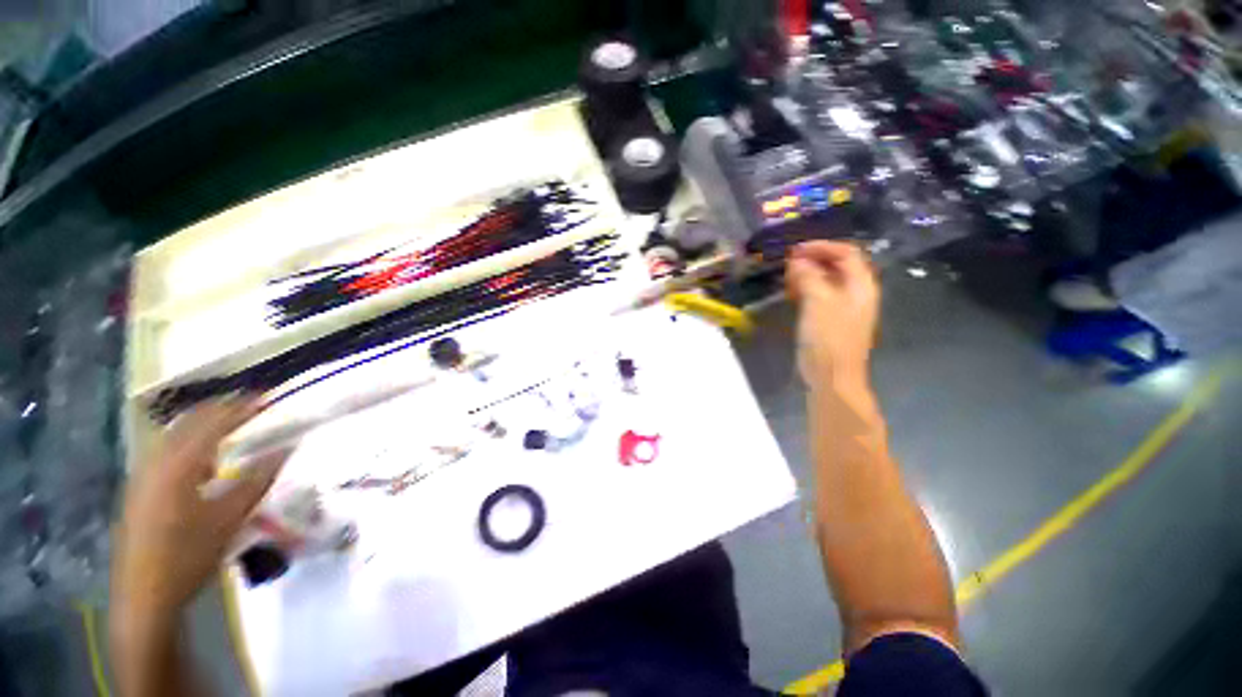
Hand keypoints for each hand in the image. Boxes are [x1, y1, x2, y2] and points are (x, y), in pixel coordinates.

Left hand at [112, 397, 287, 621]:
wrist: (144, 597)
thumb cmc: (189, 555)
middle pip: (187, 423)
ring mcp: (142, 477)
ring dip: (202, 425)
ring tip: (229, 424)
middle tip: (249, 403)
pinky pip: (165, 453)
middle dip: (219, 409)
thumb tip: (287, 447)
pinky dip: (188, 444)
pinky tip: (202, 461)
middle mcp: (155, 462)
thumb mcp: (230, 518)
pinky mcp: (139, 491)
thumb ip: (258, 479)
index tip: (265, 396)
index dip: (240, 408)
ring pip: (173, 436)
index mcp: (178, 466)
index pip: (212, 424)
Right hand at [785, 241, 879, 389]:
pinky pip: (821, 298)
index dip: (821, 247)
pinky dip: (807, 291)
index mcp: (861, 286)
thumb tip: (798, 261)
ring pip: (828, 283)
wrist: (832, 380)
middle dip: (813, 261)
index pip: (846, 253)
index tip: (795, 250)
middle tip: (788, 265)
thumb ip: (809, 277)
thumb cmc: (828, 340)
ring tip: (787, 279)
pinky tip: (792, 296)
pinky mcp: (832, 323)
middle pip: (838, 267)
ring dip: (808, 276)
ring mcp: (845, 310)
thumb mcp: (818, 303)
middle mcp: (857, 295)